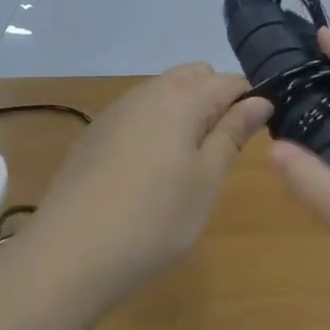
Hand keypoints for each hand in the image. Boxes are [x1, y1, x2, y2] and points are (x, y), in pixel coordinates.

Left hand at [27, 64, 271, 305]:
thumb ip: (233, 133)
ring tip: (186, 162)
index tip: (256, 136)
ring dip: (184, 110)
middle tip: (220, 149)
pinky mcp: (95, 132)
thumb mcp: (206, 181)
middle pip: (195, 76)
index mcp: (183, 98)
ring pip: (164, 91)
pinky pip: (138, 112)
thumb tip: (260, 101)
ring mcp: (118, 109)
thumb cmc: (153, 219)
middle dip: (216, 99)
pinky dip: (154, 125)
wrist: (68, 254)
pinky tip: (147, 170)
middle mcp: (149, 91)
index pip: (230, 82)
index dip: (250, 102)